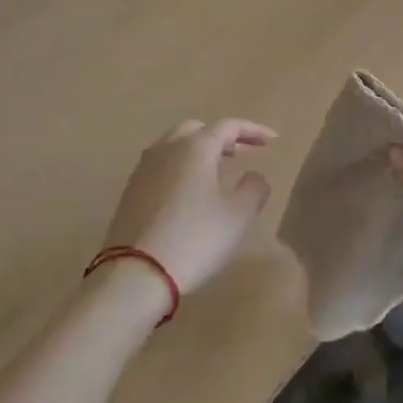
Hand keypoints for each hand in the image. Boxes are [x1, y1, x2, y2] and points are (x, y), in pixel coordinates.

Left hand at [101, 119, 275, 295]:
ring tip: (217, 170)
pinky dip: (181, 167)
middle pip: (198, 129)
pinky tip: (189, 191)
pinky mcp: (130, 191)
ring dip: (199, 151)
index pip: (229, 126)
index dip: (253, 130)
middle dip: (222, 137)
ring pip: (175, 145)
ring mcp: (144, 169)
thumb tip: (255, 176)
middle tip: (241, 152)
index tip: (272, 140)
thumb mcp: (237, 217)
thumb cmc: (193, 240)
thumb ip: (254, 189)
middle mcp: (167, 149)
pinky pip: (161, 165)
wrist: (134, 275)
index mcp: (195, 147)